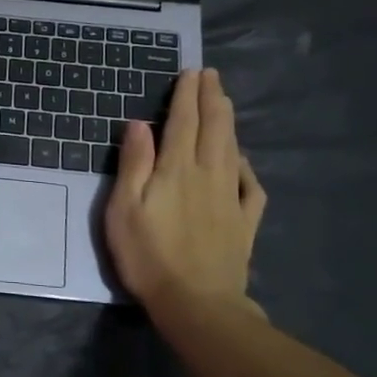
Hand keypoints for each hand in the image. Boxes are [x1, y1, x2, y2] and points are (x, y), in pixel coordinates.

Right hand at [104, 69, 267, 327]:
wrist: (197, 303)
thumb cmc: (148, 255)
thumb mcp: (124, 208)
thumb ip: (133, 164)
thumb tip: (138, 124)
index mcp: (177, 169)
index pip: (183, 122)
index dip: (186, 95)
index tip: (191, 72)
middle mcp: (208, 175)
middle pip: (214, 128)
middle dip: (212, 98)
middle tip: (211, 76)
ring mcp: (231, 199)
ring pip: (233, 150)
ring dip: (228, 122)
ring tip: (225, 102)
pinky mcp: (244, 223)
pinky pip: (251, 187)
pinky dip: (247, 167)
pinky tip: (242, 161)